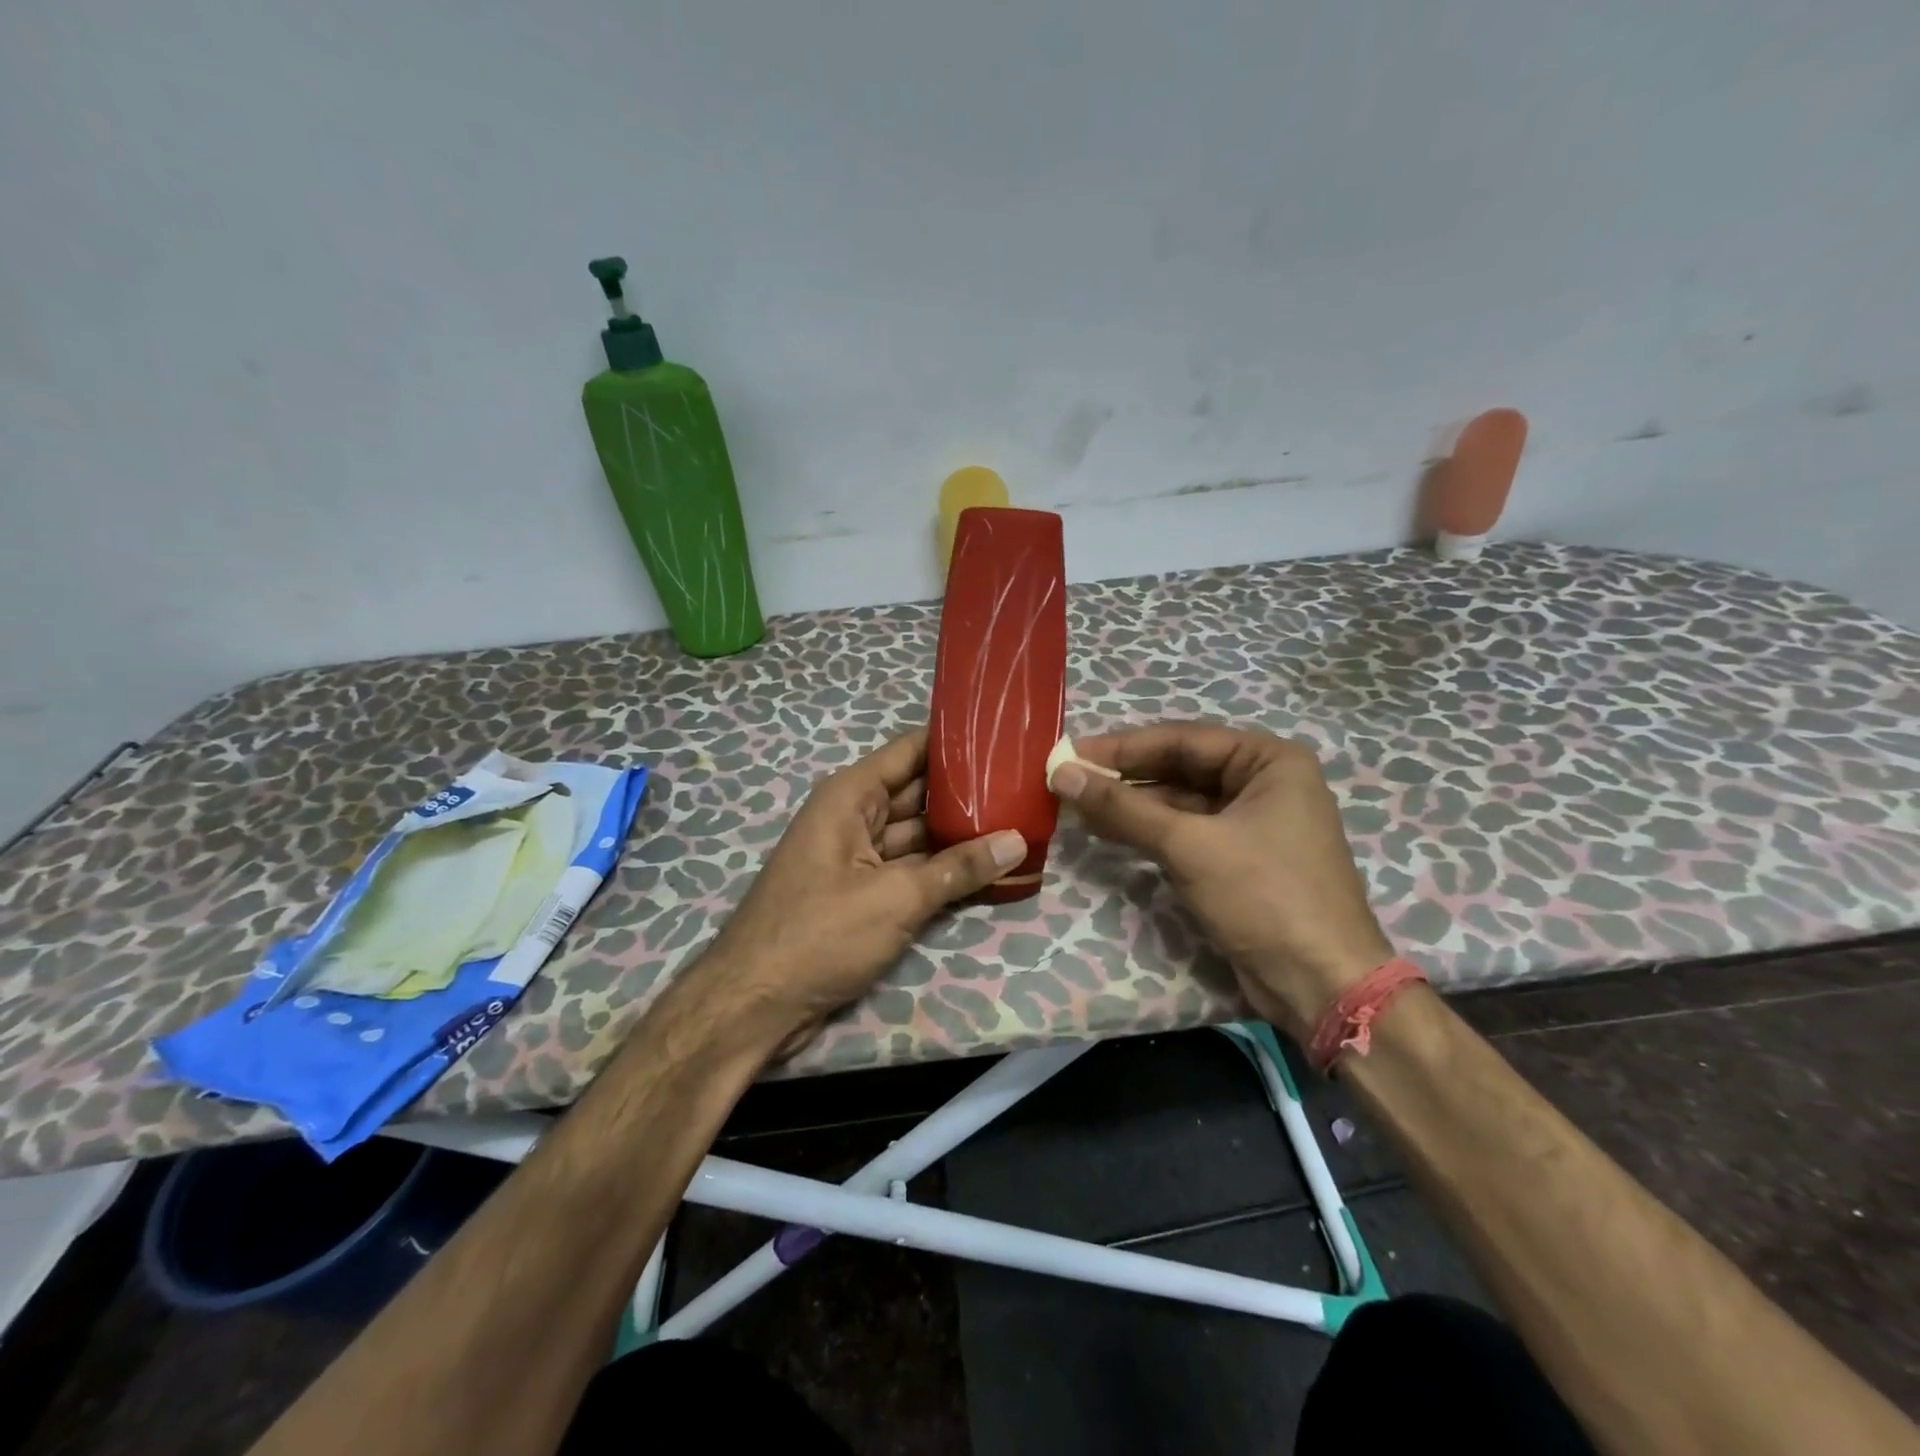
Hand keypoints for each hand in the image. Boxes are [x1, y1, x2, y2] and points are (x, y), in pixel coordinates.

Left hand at [701, 730, 1026, 1053]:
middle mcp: (854, 817)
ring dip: (960, 835)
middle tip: (1025, 785)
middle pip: (919, 793)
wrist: (755, 1005)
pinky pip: (911, 870)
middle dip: (967, 792)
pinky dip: (943, 870)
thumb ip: (958, 868)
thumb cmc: (820, 934)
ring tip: (1020, 823)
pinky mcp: (863, 894)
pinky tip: (988, 869)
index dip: (954, 742)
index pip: (911, 751)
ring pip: (919, 835)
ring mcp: (858, 858)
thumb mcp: (896, 898)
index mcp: (851, 797)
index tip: (1003, 737)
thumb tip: (1017, 840)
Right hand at [1052, 723, 1392, 1040]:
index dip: (1121, 747)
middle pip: (1180, 768)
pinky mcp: (1240, 858)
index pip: (1181, 740)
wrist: (1321, 985)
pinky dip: (1149, 831)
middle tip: (1068, 779)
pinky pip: (1186, 831)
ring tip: (1077, 804)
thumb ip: (1123, 808)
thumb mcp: (1189, 845)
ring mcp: (1253, 822)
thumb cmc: (1264, 896)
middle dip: (1124, 776)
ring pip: (1180, 802)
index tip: (1069, 754)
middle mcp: (1264, 782)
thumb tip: (1063, 774)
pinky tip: (1108, 830)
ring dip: (1131, 805)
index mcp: (1269, 761)